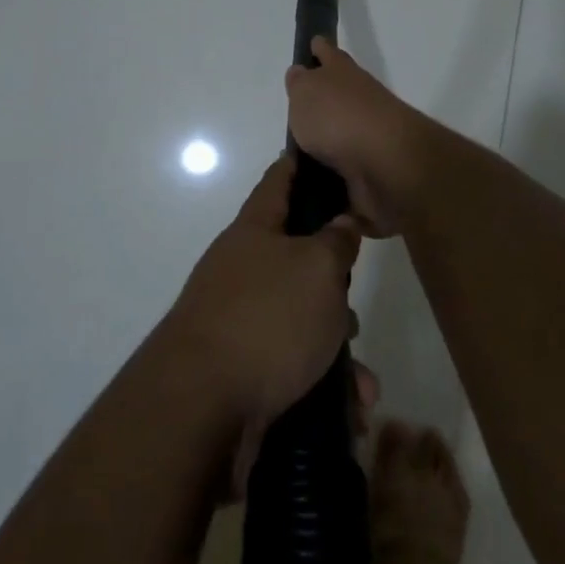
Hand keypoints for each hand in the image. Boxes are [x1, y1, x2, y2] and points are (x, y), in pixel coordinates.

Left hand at [167, 153, 360, 430]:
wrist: (202, 407)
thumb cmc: (267, 318)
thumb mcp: (317, 268)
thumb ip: (337, 240)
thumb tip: (343, 222)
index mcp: (254, 232)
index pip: (278, 181)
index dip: (299, 164)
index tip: (319, 151)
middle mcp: (243, 270)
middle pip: (297, 258)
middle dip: (334, 283)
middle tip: (355, 301)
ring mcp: (240, 320)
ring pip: (302, 320)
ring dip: (336, 347)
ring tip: (362, 382)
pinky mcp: (244, 369)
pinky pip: (294, 366)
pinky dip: (323, 384)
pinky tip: (350, 412)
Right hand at [284, 38, 429, 237]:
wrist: (386, 165)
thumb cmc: (339, 118)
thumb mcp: (306, 92)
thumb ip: (300, 84)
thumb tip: (301, 73)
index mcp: (344, 75)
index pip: (329, 54)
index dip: (320, 49)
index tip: (313, 43)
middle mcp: (360, 103)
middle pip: (338, 98)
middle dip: (321, 103)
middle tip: (296, 113)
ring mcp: (368, 140)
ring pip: (342, 138)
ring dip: (325, 146)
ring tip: (296, 158)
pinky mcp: (371, 175)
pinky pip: (345, 176)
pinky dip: (331, 181)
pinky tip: (311, 189)